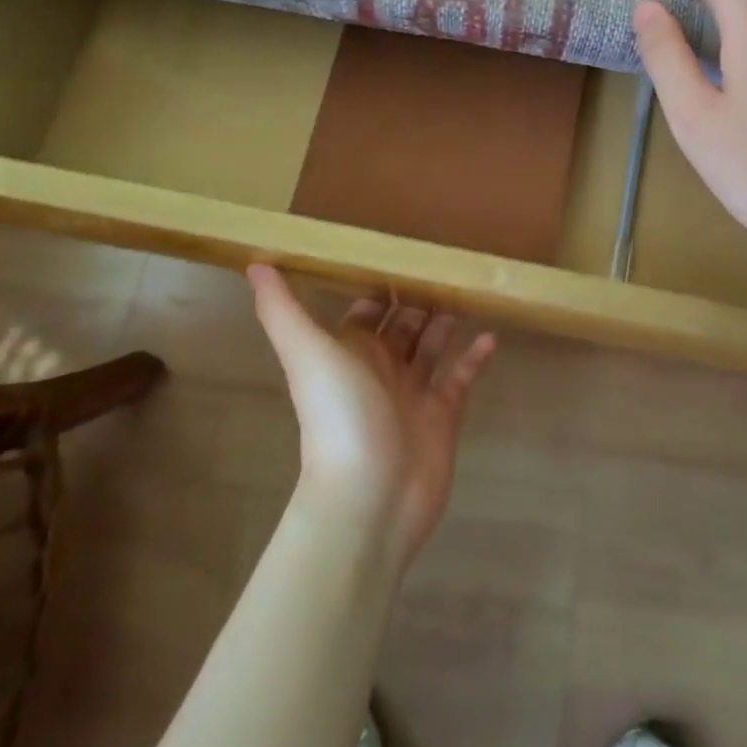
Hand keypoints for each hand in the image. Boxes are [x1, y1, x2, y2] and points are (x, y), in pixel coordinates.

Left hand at [247, 265, 495, 565]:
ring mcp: (415, 392)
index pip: (367, 309)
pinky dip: (475, 357)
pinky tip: (492, 334)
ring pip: (433, 346)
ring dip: (446, 320)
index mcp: (351, 352)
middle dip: (420, 297)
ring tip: (469, 289)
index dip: (381, 284)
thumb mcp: (307, 353)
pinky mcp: (444, 414)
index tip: (405, 251)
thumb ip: (281, 310)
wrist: (370, 495)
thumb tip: (254, 263)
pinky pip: (462, 377)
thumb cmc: (339, 415)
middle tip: (448, 264)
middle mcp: (382, 368)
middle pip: (404, 324)